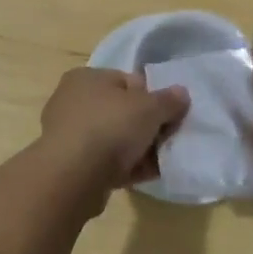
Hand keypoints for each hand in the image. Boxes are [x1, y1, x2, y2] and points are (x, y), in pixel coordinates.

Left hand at [38, 66, 189, 191]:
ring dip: (139, 149)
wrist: (72, 176)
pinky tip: (148, 176)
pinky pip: (106, 162)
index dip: (151, 96)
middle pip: (121, 111)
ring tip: (162, 161)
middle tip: (168, 139)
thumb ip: (168, 100)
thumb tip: (181, 93)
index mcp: (86, 77)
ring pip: (115, 138)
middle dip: (147, 126)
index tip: (169, 114)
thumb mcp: (148, 108)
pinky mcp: (72, 164)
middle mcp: (74, 101)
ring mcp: (71, 134)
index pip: (126, 80)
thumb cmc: (109, 126)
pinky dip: (126, 167)